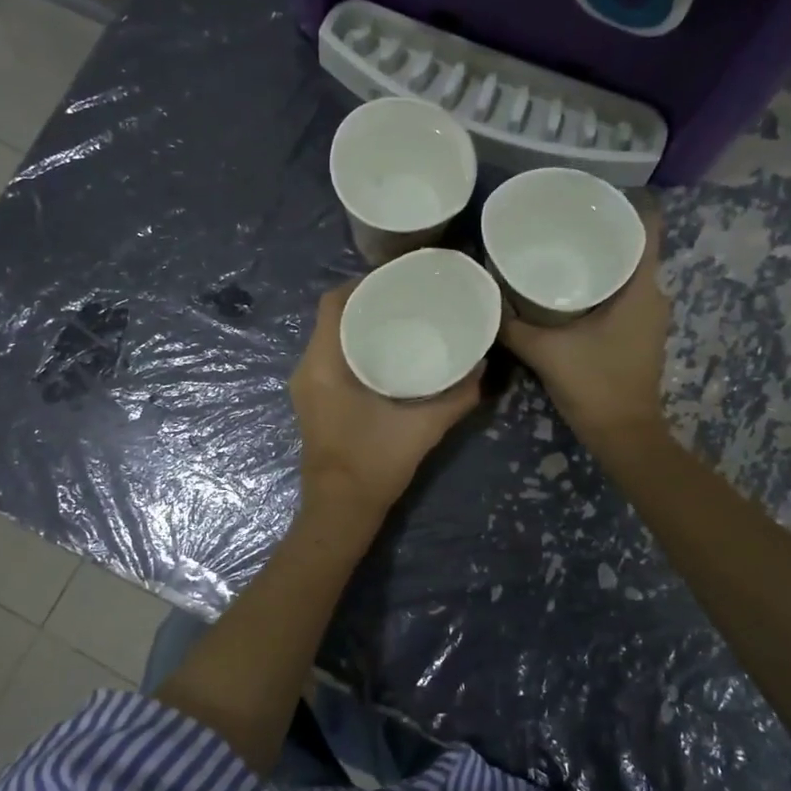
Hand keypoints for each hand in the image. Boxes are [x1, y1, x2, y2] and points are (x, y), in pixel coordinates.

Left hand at [291, 282, 482, 517]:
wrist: (341, 511)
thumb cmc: (374, 464)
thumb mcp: (423, 428)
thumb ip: (457, 396)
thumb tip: (483, 366)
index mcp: (324, 365)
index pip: (333, 304)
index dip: (362, 284)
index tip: (397, 279)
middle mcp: (308, 369)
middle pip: (332, 317)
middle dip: (366, 302)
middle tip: (407, 298)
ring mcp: (307, 386)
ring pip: (330, 338)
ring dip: (359, 325)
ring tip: (401, 319)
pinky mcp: (313, 401)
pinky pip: (330, 358)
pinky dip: (354, 347)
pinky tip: (386, 353)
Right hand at [500, 200, 668, 449]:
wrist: (623, 435)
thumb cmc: (593, 385)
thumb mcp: (545, 351)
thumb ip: (512, 323)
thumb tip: (485, 293)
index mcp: (642, 289)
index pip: (648, 228)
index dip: (625, 205)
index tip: (591, 196)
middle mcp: (654, 296)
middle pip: (634, 248)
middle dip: (601, 232)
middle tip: (560, 220)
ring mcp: (649, 316)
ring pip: (628, 273)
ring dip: (600, 260)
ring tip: (560, 247)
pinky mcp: (640, 334)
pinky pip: (624, 294)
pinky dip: (601, 285)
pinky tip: (568, 289)